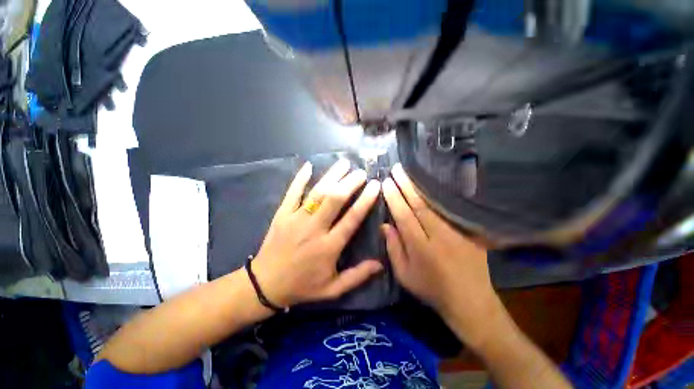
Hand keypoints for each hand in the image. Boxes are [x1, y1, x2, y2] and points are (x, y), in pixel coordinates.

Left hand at [252, 159, 382, 307]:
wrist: (265, 285)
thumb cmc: (302, 286)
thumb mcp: (332, 289)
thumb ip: (357, 276)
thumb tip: (380, 265)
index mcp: (328, 247)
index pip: (351, 219)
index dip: (365, 201)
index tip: (375, 186)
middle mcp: (314, 229)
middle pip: (334, 200)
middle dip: (350, 183)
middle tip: (361, 172)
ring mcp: (296, 219)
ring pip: (316, 193)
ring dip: (331, 176)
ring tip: (344, 163)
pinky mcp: (282, 214)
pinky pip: (292, 193)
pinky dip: (300, 178)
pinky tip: (309, 165)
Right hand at [382, 163, 503, 348]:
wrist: (470, 301)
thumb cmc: (431, 289)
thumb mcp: (404, 275)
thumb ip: (394, 248)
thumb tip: (386, 225)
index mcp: (420, 247)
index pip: (403, 215)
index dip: (394, 198)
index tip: (386, 183)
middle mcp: (438, 235)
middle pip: (419, 204)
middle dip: (406, 185)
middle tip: (397, 169)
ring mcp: (456, 231)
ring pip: (435, 203)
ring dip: (420, 186)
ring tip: (410, 173)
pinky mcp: (469, 231)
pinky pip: (449, 208)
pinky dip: (438, 196)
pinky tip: (431, 185)